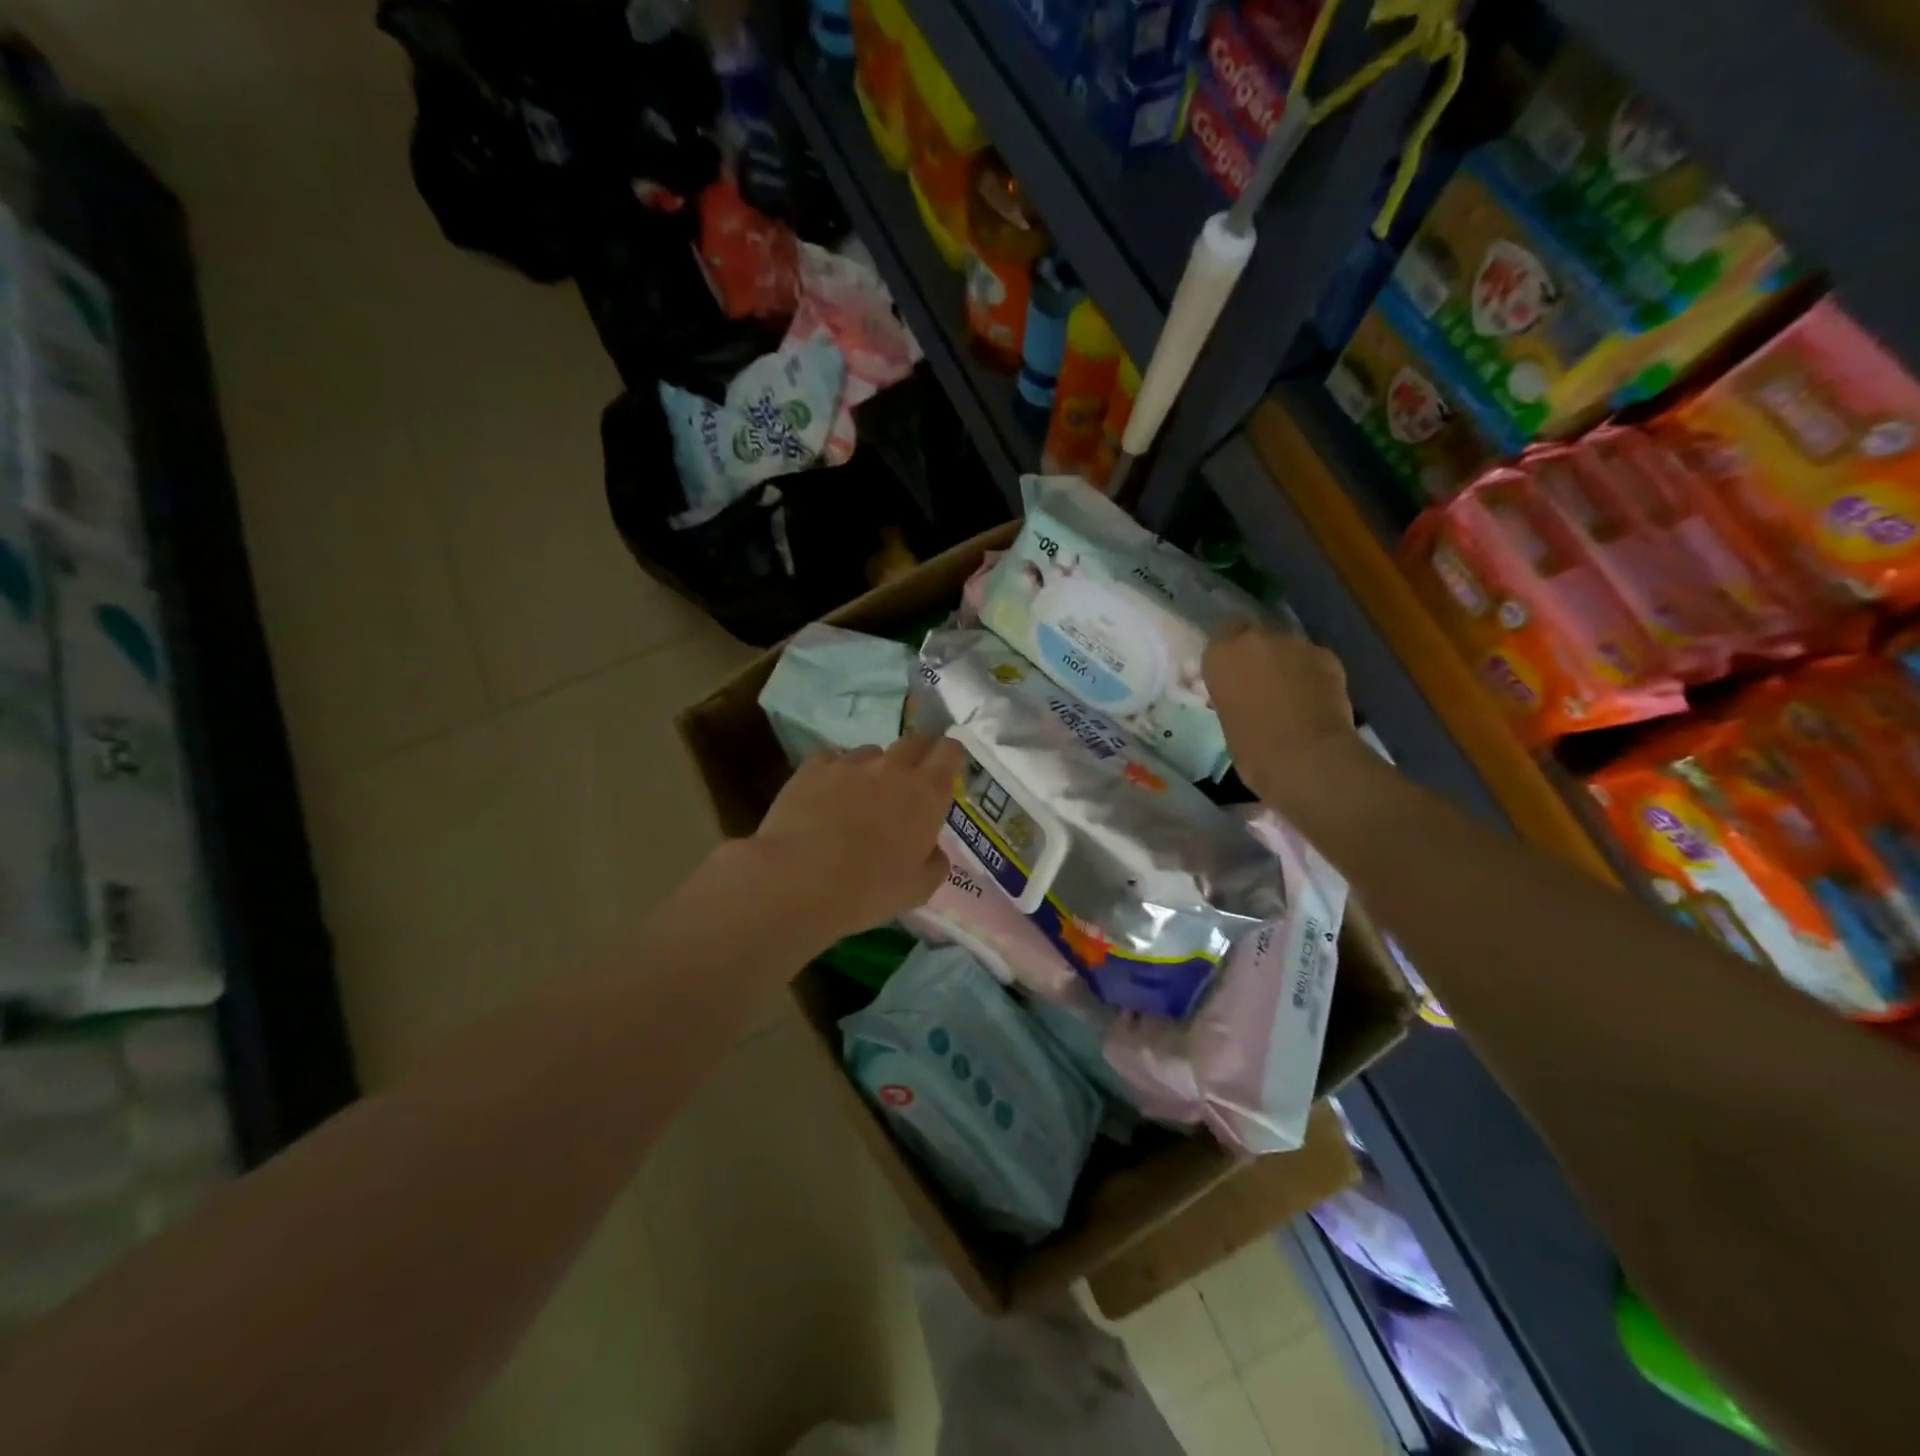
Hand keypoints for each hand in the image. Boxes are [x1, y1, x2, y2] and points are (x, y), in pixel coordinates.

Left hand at [749, 735, 965, 943]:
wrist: (799, 881)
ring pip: (871, 752)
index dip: (950, 755)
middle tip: (911, 779)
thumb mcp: (918, 889)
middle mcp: (893, 768)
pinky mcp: (813, 767)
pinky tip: (825, 795)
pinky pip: (832, 759)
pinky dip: (835, 772)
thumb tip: (933, 850)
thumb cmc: (869, 890)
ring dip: (874, 768)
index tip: (947, 769)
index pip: (949, 751)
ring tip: (861, 795)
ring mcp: (850, 763)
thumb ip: (935, 863)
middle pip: (914, 741)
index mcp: (926, 794)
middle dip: (918, 754)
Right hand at [1204, 622, 1363, 810]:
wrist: (1306, 756)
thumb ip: (1232, 693)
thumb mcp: (1227, 717)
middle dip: (1256, 654)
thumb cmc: (1252, 748)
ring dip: (1285, 662)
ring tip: (1291, 693)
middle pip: (1253, 635)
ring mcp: (1294, 643)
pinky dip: (1311, 673)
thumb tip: (1242, 693)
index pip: (1219, 640)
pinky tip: (1314, 697)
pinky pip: (1312, 659)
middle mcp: (1254, 639)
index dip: (1227, 658)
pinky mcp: (1326, 654)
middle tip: (1260, 683)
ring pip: (1285, 646)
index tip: (1231, 677)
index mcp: (1220, 655)